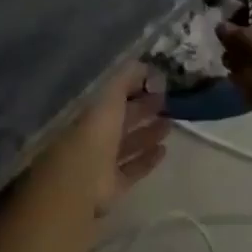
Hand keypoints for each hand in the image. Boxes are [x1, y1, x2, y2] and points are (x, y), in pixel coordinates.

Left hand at [39, 61, 170, 212]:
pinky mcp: (113, 185)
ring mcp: (104, 161)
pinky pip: (134, 169)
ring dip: (149, 134)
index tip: (157, 83)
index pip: (116, 96)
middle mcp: (98, 135)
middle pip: (124, 120)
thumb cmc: (95, 132)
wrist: (82, 180)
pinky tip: (164, 150)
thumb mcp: (111, 96)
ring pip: (130, 144)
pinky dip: (148, 160)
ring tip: (170, 125)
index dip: (135, 87)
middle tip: (168, 103)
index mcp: (94, 112)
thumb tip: (146, 65)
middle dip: (144, 110)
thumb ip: (127, 77)